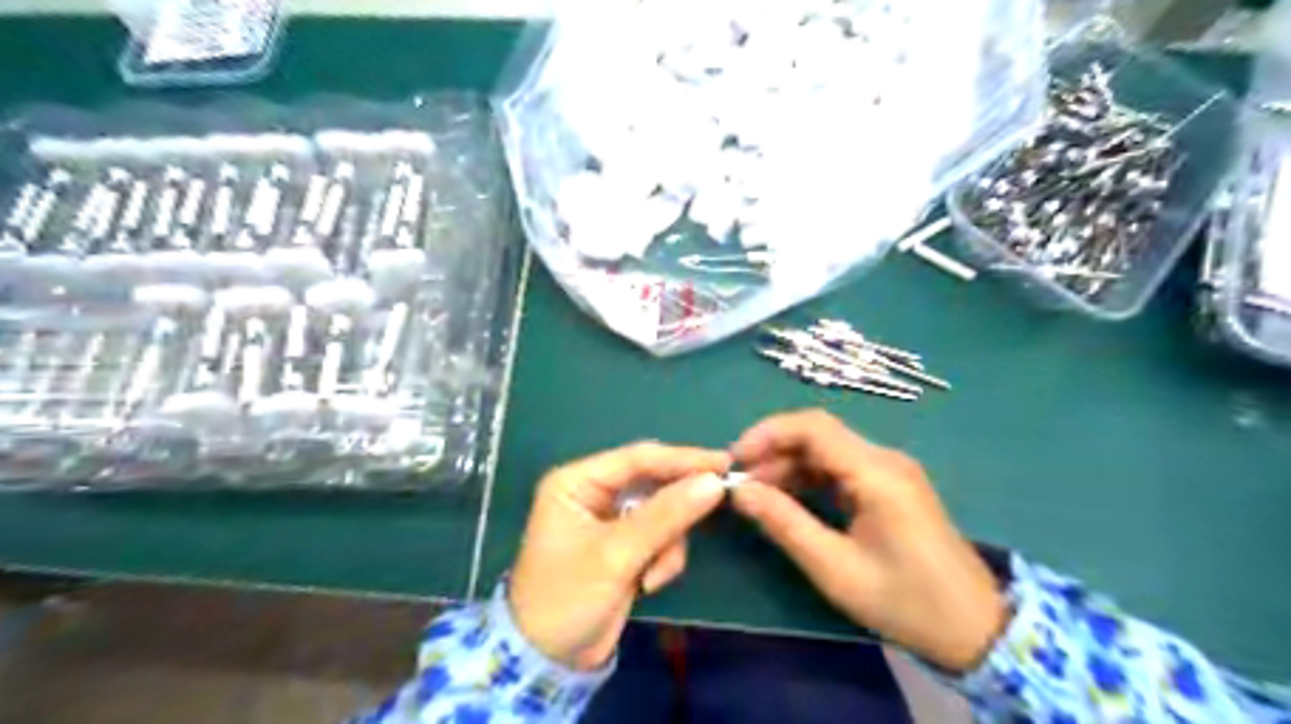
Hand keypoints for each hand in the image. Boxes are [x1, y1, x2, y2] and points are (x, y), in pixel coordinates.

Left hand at [509, 441, 728, 672]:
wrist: (549, 660)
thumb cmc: (568, 598)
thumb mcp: (617, 555)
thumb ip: (665, 516)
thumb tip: (712, 483)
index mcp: (577, 482)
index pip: (638, 458)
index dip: (682, 458)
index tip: (723, 462)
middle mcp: (593, 492)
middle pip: (652, 481)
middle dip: (679, 502)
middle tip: (720, 498)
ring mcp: (610, 519)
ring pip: (662, 511)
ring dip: (668, 542)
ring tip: (653, 575)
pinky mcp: (625, 545)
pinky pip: (660, 536)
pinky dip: (663, 558)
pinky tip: (647, 585)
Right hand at [725, 410, 1006, 670]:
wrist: (974, 626)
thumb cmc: (905, 601)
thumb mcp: (836, 568)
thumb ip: (785, 523)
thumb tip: (739, 491)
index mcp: (877, 473)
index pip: (814, 427)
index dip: (768, 433)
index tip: (735, 458)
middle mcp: (885, 459)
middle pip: (818, 434)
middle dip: (774, 450)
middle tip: (740, 482)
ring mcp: (890, 470)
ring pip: (827, 449)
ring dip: (788, 464)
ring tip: (756, 493)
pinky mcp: (889, 484)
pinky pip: (840, 467)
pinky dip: (808, 477)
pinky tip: (787, 498)